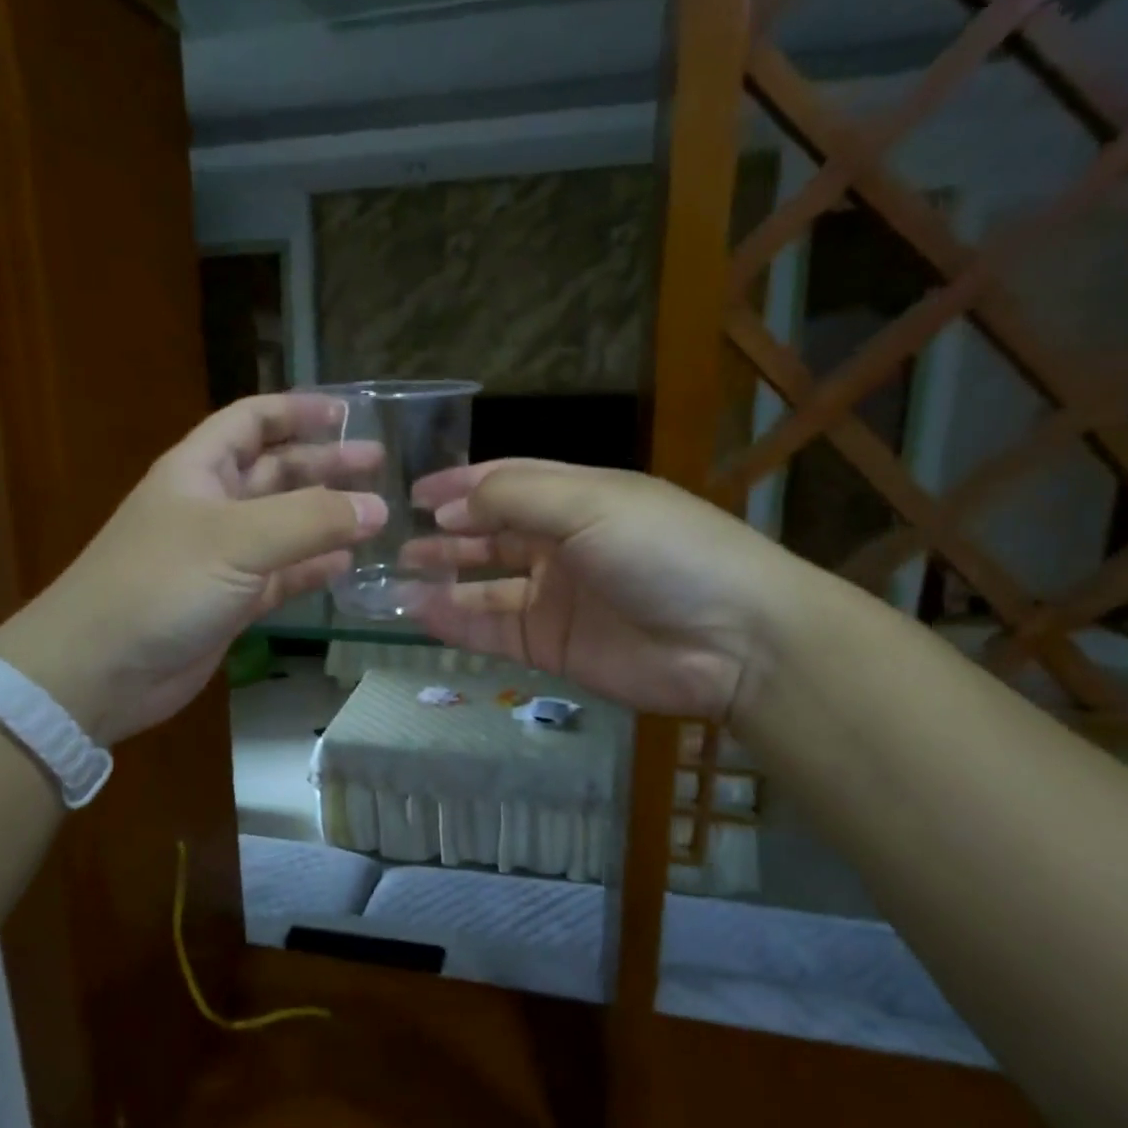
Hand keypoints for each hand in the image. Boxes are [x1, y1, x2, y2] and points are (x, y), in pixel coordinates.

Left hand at [0, 395, 384, 744]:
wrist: (100, 670)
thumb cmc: (161, 584)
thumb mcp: (237, 539)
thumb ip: (311, 519)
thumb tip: (378, 507)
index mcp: (200, 470)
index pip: (252, 420)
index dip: (297, 410)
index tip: (349, 413)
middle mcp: (213, 506)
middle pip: (277, 471)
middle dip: (324, 464)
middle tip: (379, 464)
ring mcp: (223, 557)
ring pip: (285, 525)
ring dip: (327, 517)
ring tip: (377, 515)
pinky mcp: (232, 602)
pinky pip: (283, 575)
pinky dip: (314, 569)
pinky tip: (347, 565)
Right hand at [406, 459, 811, 721]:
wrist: (731, 640)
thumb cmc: (661, 550)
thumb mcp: (588, 502)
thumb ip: (513, 497)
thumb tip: (449, 508)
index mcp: (578, 497)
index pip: (507, 481)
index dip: (460, 485)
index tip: (413, 494)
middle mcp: (563, 544)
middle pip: (491, 534)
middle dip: (446, 534)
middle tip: (396, 542)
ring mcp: (556, 598)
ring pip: (486, 584)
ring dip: (444, 578)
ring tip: (397, 578)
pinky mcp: (553, 646)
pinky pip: (494, 630)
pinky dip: (457, 623)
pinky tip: (421, 614)